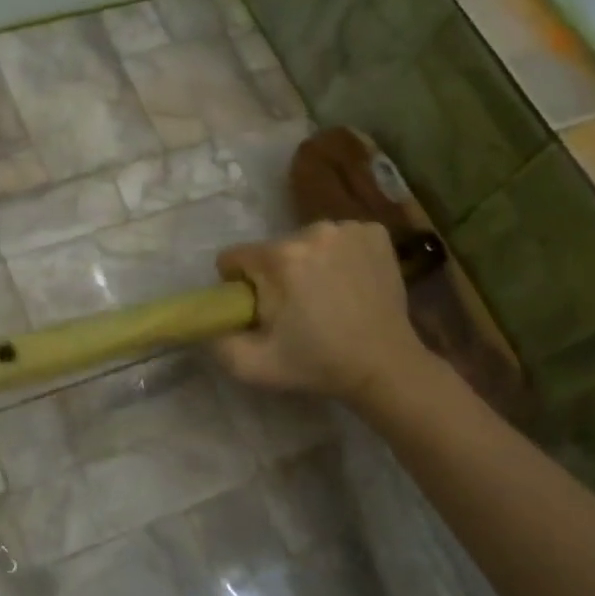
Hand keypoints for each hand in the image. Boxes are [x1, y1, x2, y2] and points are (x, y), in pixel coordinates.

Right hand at [211, 221, 435, 408]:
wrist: (385, 366)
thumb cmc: (317, 364)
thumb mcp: (252, 365)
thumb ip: (217, 341)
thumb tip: (209, 321)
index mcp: (279, 258)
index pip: (234, 257)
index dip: (239, 284)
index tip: (258, 307)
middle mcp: (313, 231)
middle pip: (272, 249)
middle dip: (275, 274)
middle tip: (295, 309)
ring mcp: (349, 229)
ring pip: (306, 241)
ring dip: (308, 263)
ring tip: (326, 296)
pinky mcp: (375, 233)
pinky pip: (341, 237)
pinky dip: (340, 255)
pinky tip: (350, 282)